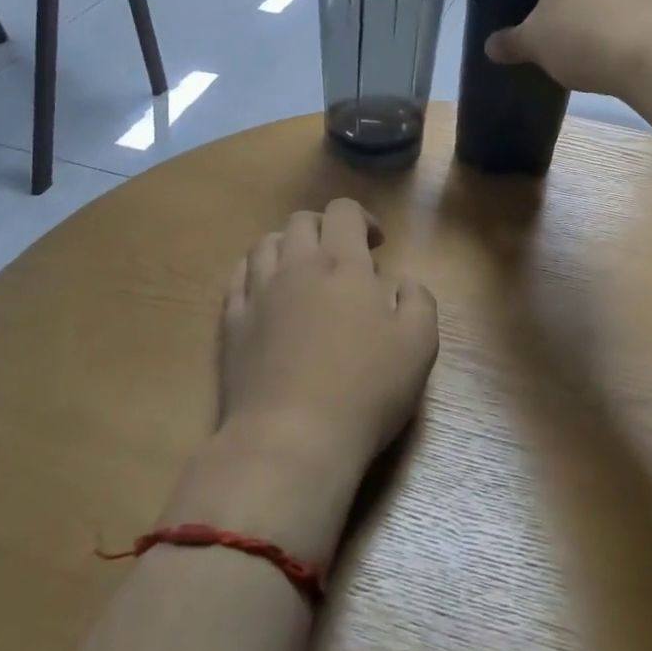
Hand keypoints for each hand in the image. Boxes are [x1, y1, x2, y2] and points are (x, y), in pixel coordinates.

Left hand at [219, 199, 438, 471]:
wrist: (291, 440)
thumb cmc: (364, 389)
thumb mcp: (419, 344)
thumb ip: (418, 300)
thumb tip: (402, 283)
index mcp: (343, 264)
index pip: (344, 211)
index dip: (362, 218)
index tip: (377, 245)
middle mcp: (296, 266)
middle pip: (301, 220)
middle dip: (325, 227)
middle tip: (342, 256)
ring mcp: (258, 294)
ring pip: (265, 244)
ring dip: (288, 245)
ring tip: (302, 270)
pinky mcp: (232, 324)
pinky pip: (237, 278)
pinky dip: (254, 272)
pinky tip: (266, 291)